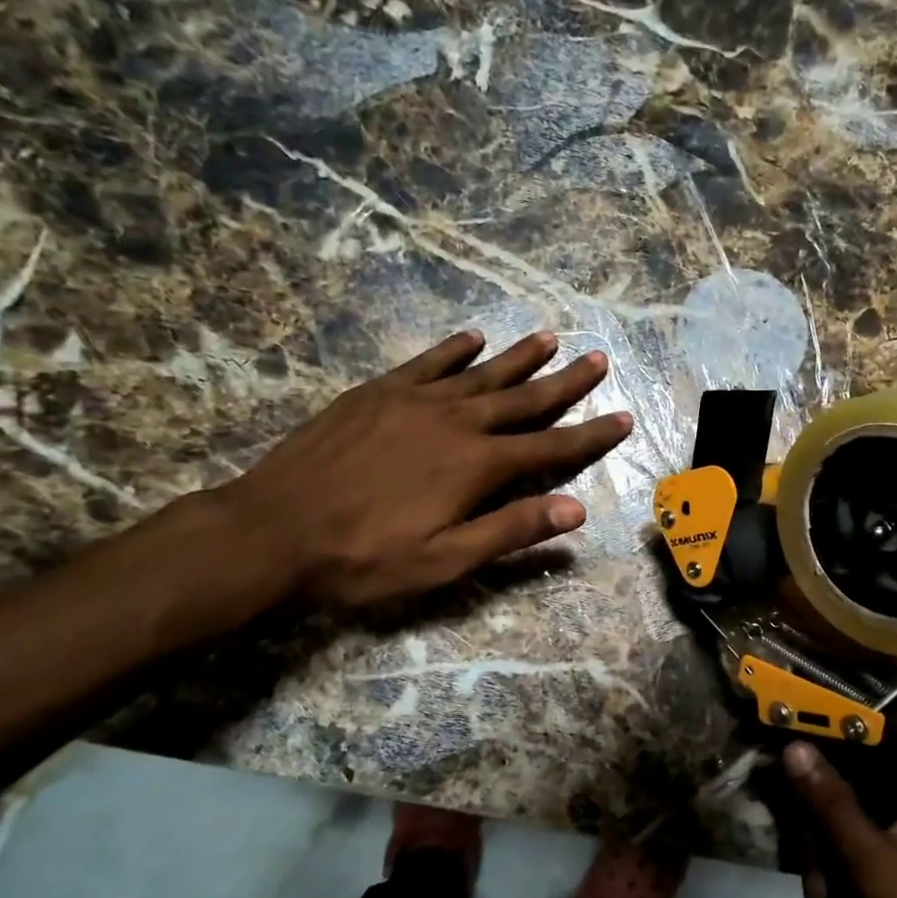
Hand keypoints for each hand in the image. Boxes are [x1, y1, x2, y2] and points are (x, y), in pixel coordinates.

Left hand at [218, 329, 631, 607]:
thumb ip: (512, 530)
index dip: (590, 434)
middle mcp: (456, 421)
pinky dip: (454, 349)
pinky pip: (427, 362)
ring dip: (519, 357)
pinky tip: (473, 337)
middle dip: (566, 381)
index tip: (623, 417)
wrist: (273, 530)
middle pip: (523, 398)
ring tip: (551, 338)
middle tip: (599, 359)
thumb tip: (576, 509)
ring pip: (482, 372)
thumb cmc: (365, 557)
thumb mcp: (445, 560)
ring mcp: (414, 400)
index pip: (550, 446)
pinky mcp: (377, 392)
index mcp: (477, 465)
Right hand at [785, 722, 896, 897]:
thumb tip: (794, 746)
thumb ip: (832, 803)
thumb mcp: (874, 864)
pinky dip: (842, 864)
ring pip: (854, 807)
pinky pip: (861, 840)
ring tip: (823, 886)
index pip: (886, 720)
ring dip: (828, 843)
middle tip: (801, 828)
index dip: (841, 715)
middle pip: (861, 766)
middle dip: (825, 801)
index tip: (794, 719)